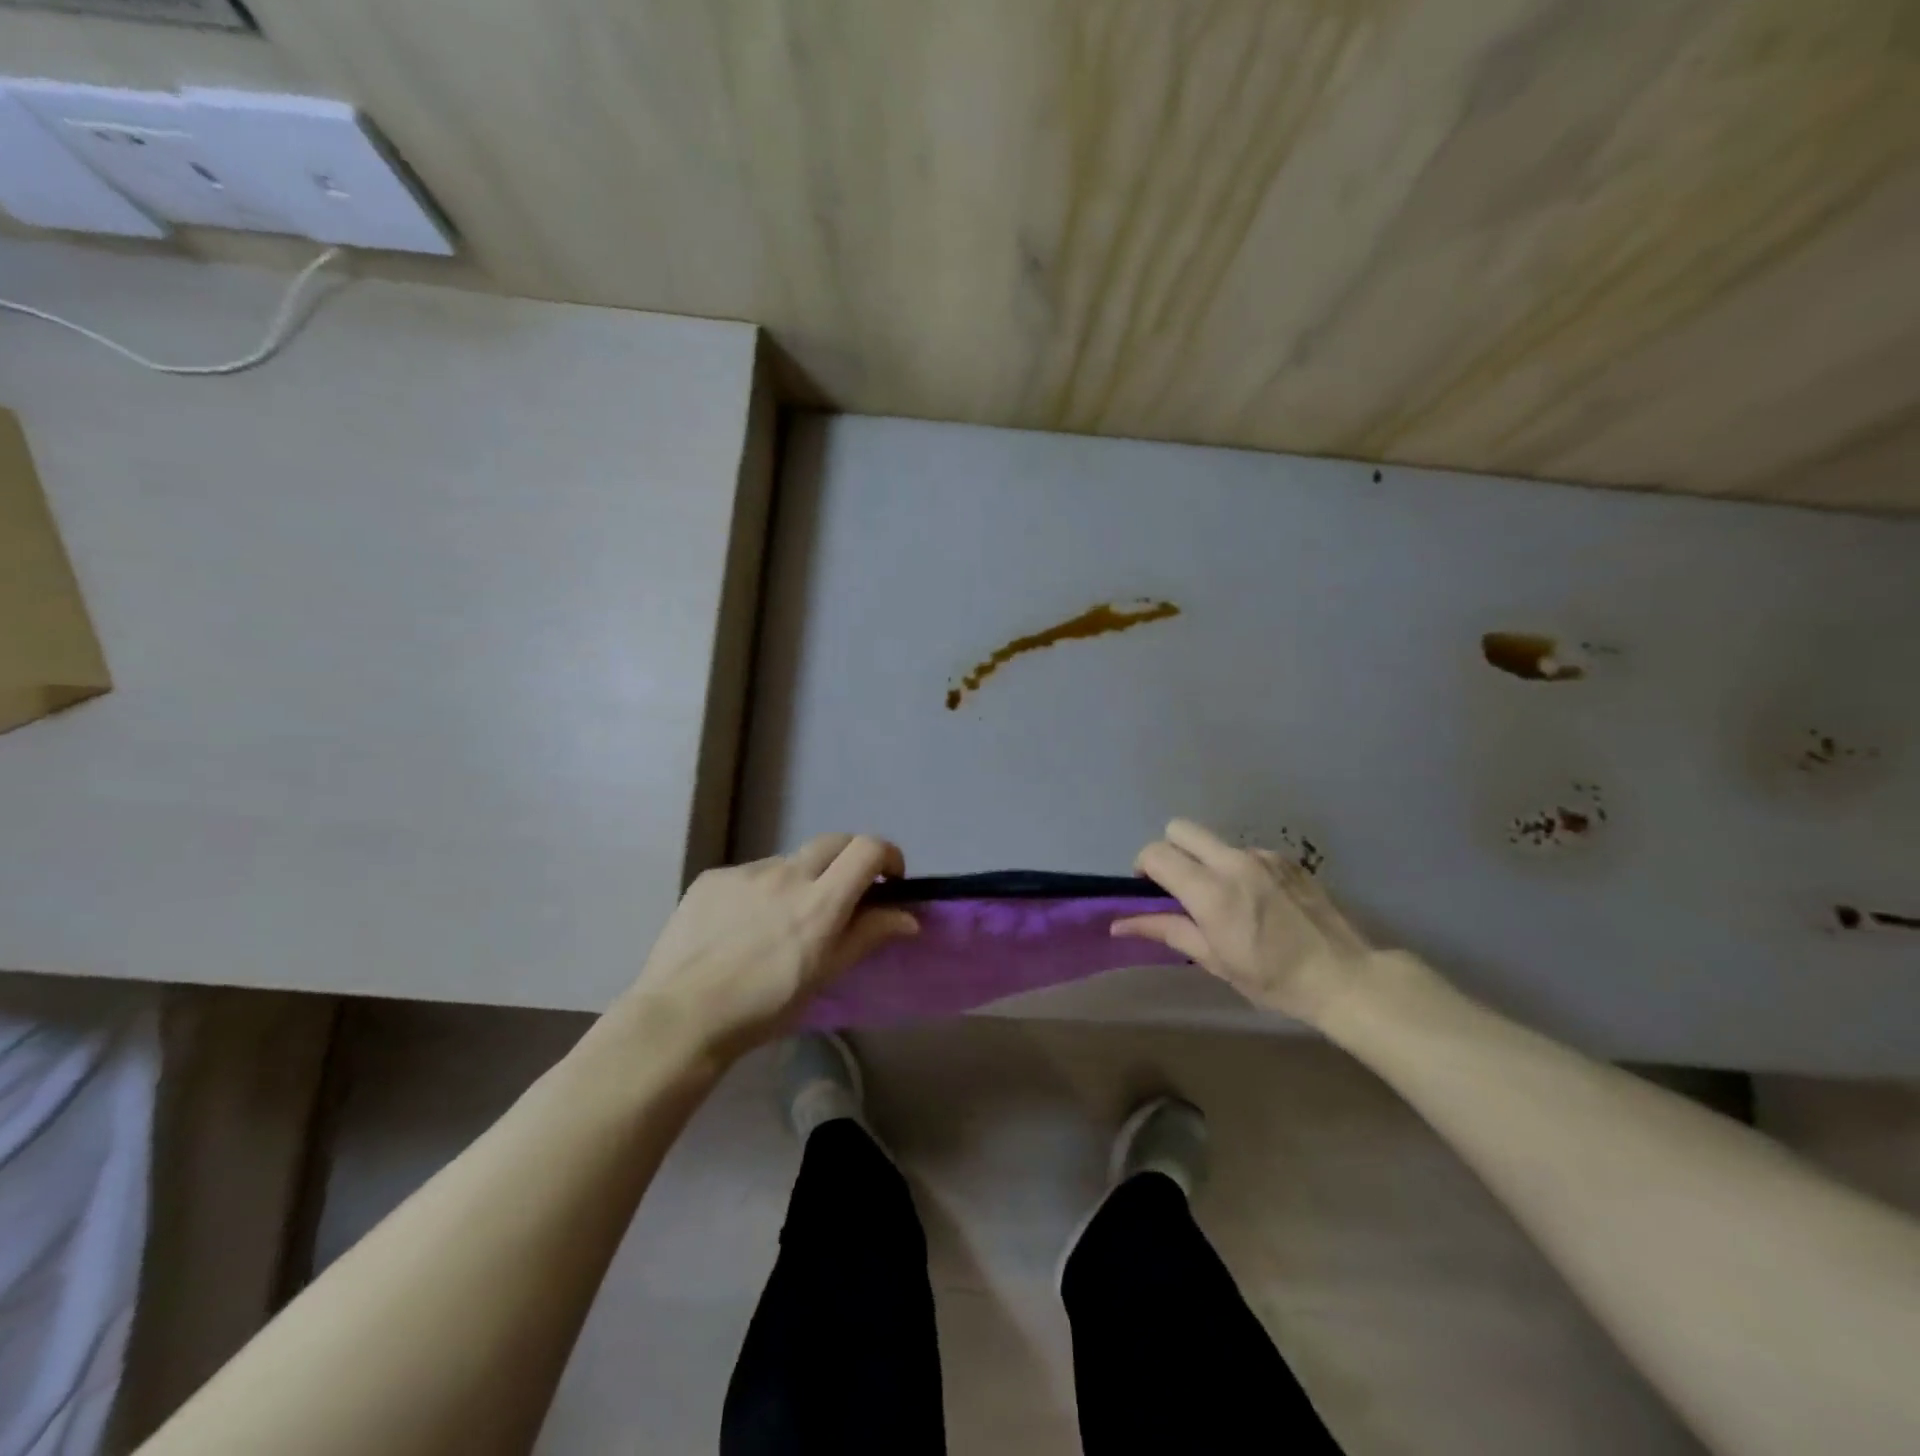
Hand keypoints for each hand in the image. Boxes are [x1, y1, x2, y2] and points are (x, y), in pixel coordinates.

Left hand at [619, 834, 916, 1063]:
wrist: (680, 1015)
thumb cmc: (762, 1007)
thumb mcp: (824, 976)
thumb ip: (867, 936)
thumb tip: (908, 916)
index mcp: (820, 901)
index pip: (868, 848)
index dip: (887, 855)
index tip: (888, 880)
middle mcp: (787, 874)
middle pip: (835, 841)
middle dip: (850, 860)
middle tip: (844, 894)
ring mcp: (747, 871)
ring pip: (790, 861)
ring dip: (801, 880)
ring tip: (780, 922)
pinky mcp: (714, 876)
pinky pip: (751, 874)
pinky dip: (760, 891)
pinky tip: (741, 927)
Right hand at [1114, 818, 1376, 1026]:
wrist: (1345, 977)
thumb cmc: (1273, 978)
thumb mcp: (1214, 960)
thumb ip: (1165, 930)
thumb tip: (1117, 924)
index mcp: (1211, 891)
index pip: (1156, 853)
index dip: (1143, 867)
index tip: (1150, 891)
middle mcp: (1234, 862)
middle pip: (1180, 828)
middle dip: (1170, 851)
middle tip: (1179, 886)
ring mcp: (1263, 856)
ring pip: (1214, 842)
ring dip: (1205, 861)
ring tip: (1226, 900)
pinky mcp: (1286, 858)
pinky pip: (1245, 852)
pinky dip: (1237, 869)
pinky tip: (1258, 901)